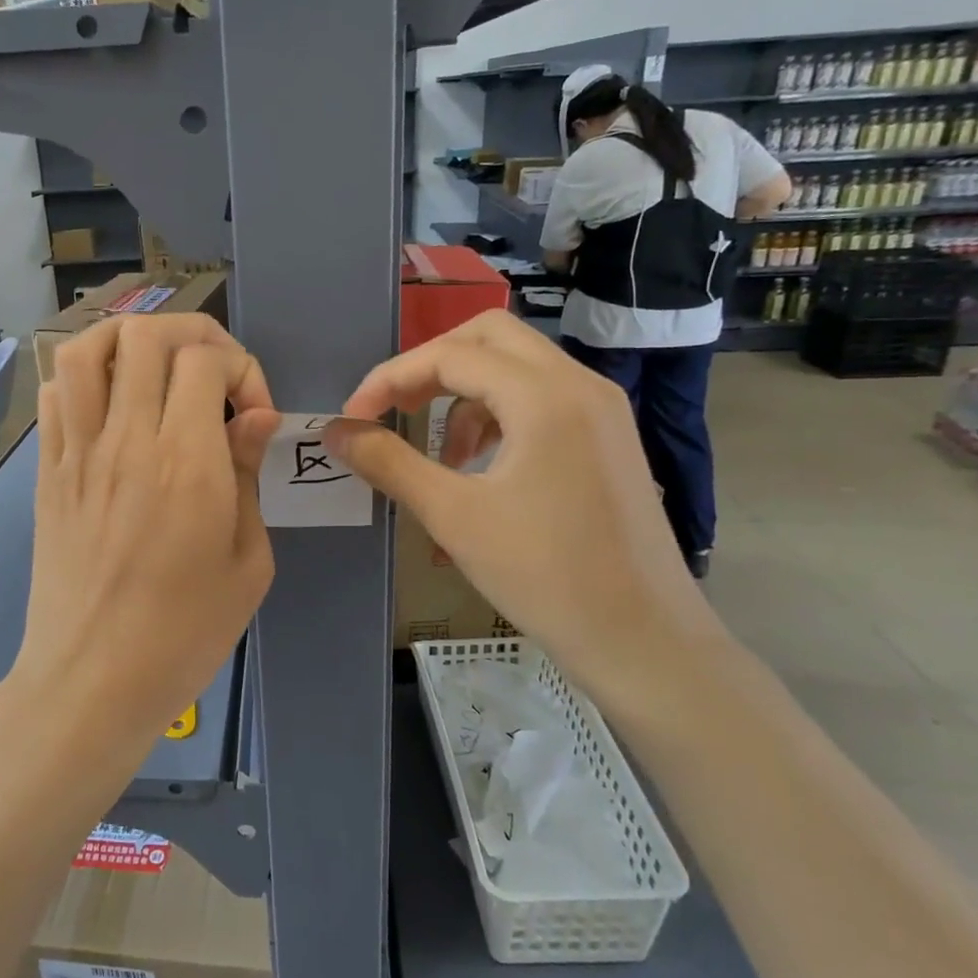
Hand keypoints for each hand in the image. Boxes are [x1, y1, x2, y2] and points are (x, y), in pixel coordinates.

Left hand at [8, 314, 278, 752]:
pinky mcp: (47, 471)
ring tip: (157, 370)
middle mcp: (127, 441)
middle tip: (213, 376)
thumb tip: (253, 417)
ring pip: (86, 349)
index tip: (252, 414)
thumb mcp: (248, 563)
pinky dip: (85, 378)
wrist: (90, 682)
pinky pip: (53, 394)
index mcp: (186, 464)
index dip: (240, 368)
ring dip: (128, 341)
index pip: (204, 360)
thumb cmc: (184, 634)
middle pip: (146, 336)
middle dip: (192, 336)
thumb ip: (247, 476)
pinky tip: (112, 406)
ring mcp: (77, 453)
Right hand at [325, 312, 719, 721]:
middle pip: (489, 337)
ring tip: (441, 454)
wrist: (643, 640)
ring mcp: (601, 409)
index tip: (353, 418)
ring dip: (464, 393)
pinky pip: (541, 397)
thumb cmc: (545, 576)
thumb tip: (335, 430)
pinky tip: (482, 466)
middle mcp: (580, 384)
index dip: (390, 379)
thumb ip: (388, 462)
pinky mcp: (608, 437)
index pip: (450, 355)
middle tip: (395, 409)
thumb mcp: (454, 516)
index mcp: (545, 396)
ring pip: (517, 365)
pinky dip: (498, 414)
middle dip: (431, 365)